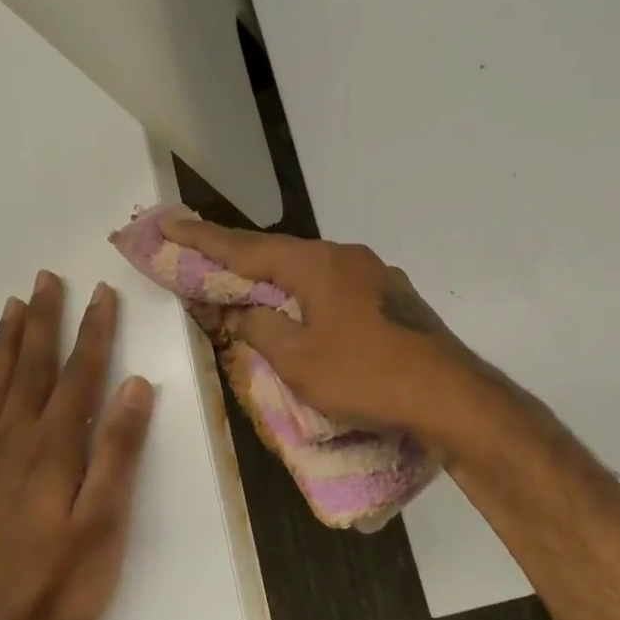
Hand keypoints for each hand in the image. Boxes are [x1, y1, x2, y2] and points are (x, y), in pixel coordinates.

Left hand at [0, 272, 154, 619]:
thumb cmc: (63, 582)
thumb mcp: (105, 520)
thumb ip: (119, 451)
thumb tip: (134, 386)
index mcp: (53, 449)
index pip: (77, 375)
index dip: (92, 332)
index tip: (100, 293)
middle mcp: (12, 443)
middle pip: (28, 369)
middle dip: (42, 321)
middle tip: (45, 279)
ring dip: (4, 345)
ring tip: (11, 308)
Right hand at [163, 220, 486, 448]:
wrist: (450, 396)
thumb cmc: (366, 376)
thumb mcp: (299, 360)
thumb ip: (261, 330)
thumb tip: (242, 315)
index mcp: (317, 265)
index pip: (247, 248)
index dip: (203, 239)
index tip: (169, 223)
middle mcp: (347, 258)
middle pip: (280, 256)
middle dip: (240, 261)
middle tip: (203, 261)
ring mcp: (377, 276)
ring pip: (312, 274)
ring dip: (277, 282)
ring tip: (249, 292)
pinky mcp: (394, 300)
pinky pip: (337, 291)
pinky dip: (309, 299)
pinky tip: (306, 317)